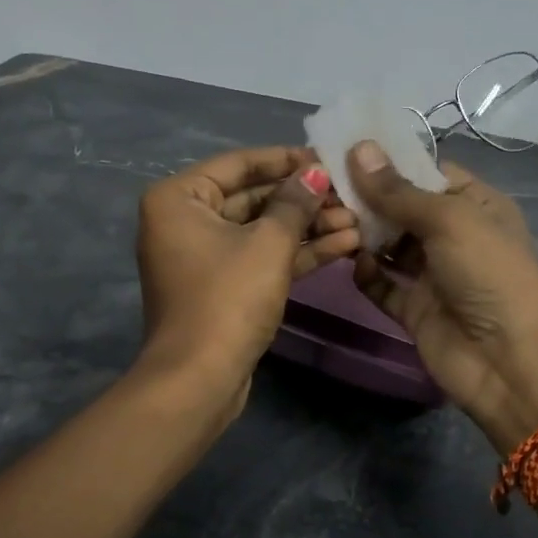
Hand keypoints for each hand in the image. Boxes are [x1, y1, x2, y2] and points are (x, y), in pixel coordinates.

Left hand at [136, 146, 360, 412]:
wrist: (199, 381)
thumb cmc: (228, 299)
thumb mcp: (268, 244)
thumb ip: (294, 202)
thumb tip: (316, 172)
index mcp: (179, 198)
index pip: (239, 164)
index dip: (286, 159)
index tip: (327, 157)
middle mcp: (185, 220)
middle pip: (253, 197)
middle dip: (303, 199)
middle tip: (349, 193)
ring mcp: (204, 256)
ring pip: (262, 230)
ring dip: (308, 226)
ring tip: (358, 221)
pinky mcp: (223, 286)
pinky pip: (261, 257)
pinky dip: (296, 252)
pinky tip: (344, 244)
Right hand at [346, 141, 537, 453]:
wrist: (509, 363)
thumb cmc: (489, 275)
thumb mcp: (449, 220)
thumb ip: (398, 190)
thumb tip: (359, 148)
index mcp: (475, 205)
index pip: (427, 172)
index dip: (389, 160)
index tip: (344, 149)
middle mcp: (454, 235)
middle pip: (402, 207)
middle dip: (367, 197)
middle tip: (323, 185)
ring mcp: (433, 273)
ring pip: (388, 244)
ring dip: (362, 233)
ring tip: (329, 220)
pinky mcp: (414, 308)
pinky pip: (382, 283)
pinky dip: (366, 273)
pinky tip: (350, 262)